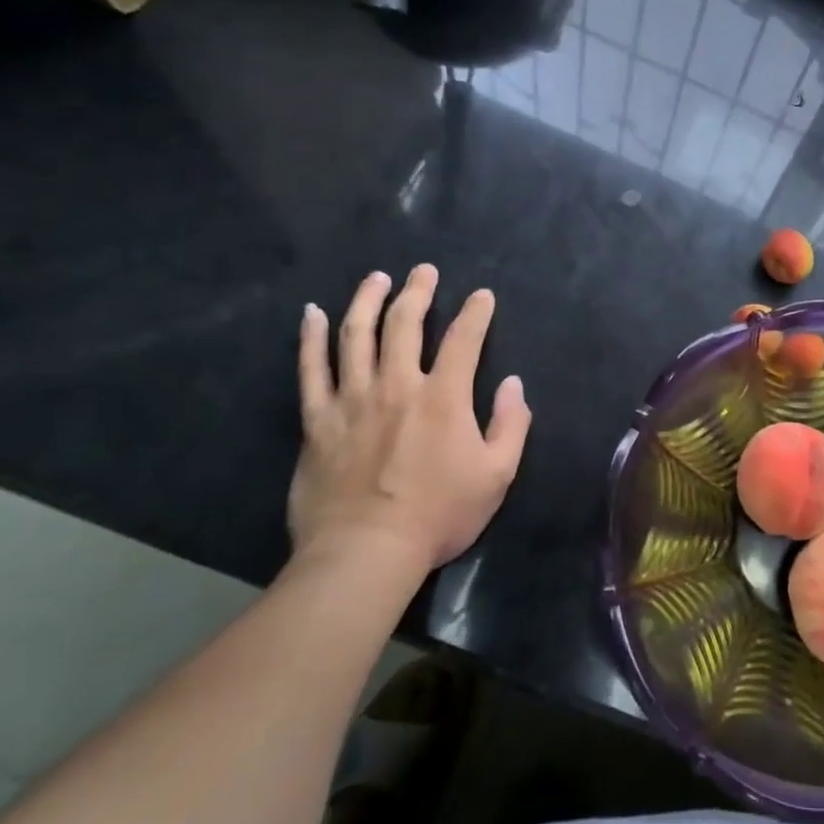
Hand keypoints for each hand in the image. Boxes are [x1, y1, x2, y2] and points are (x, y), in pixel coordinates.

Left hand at [289, 266, 530, 573]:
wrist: (365, 553)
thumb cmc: (439, 515)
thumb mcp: (497, 475)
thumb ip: (511, 425)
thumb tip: (514, 384)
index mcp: (444, 398)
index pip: (464, 340)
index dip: (476, 313)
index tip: (482, 296)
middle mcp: (397, 386)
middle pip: (405, 324)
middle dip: (418, 292)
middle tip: (424, 271)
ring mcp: (352, 400)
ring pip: (356, 335)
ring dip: (367, 301)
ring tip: (376, 279)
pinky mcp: (318, 421)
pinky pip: (311, 370)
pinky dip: (310, 338)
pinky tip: (311, 314)